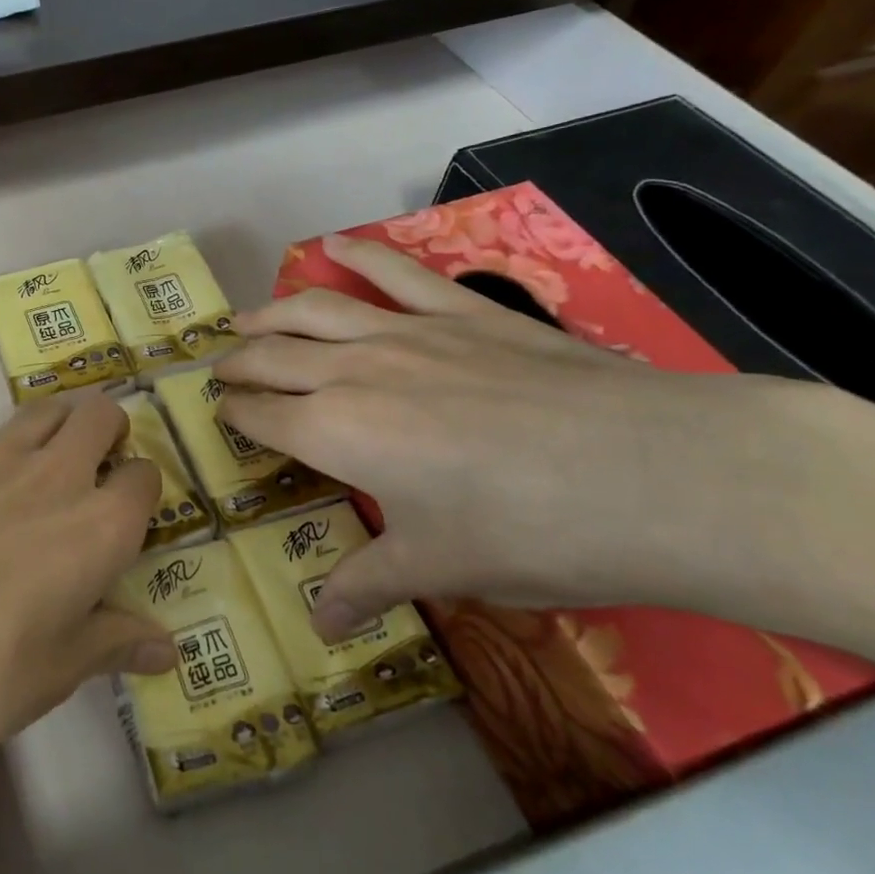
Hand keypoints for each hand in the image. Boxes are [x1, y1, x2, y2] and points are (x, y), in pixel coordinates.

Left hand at [0, 392, 173, 792]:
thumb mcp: (53, 675)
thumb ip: (112, 644)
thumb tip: (167, 647)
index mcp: (98, 525)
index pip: (144, 478)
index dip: (141, 490)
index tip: (127, 513)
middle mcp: (52, 473)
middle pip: (98, 414)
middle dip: (106, 429)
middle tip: (93, 464)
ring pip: (41, 410)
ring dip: (53, 426)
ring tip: (38, 464)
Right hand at [213, 234, 830, 639]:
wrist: (654, 473)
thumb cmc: (529, 533)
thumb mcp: (439, 568)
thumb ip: (366, 585)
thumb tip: (318, 629)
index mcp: (335, 433)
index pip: (262, 417)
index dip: (234, 415)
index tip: (220, 415)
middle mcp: (351, 371)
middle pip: (274, 356)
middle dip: (239, 363)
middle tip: (221, 369)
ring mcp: (405, 331)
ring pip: (314, 308)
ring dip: (271, 311)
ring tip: (245, 317)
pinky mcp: (460, 310)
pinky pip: (394, 271)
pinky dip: (358, 253)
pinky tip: (333, 244)